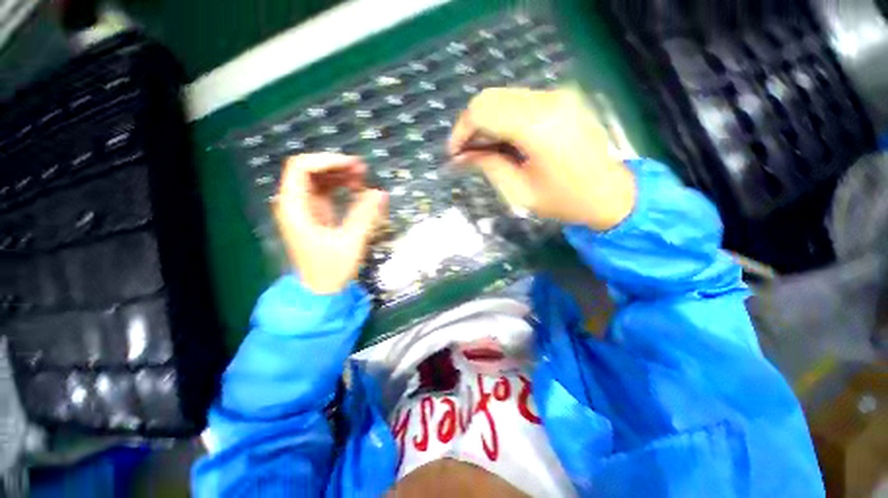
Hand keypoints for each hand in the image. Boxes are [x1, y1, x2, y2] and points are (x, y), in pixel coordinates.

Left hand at [274, 153, 387, 294]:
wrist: (321, 291)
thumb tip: (381, 192)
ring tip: (363, 178)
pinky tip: (357, 189)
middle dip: (336, 166)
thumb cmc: (332, 269)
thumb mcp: (351, 242)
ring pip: (318, 181)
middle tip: (363, 171)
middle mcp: (295, 204)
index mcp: (295, 208)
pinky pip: (325, 193)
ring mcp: (304, 209)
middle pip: (309, 171)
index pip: (301, 168)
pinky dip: (340, 188)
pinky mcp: (315, 216)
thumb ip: (366, 215)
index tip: (354, 166)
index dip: (327, 160)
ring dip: (339, 176)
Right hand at [449, 88, 635, 230]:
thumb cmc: (564, 201)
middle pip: (490, 98)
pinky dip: (502, 119)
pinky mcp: (561, 98)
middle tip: (466, 154)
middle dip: (470, 126)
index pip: (483, 110)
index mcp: (538, 126)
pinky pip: (518, 102)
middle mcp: (548, 100)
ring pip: (502, 98)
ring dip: (486, 122)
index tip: (454, 154)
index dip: (461, 130)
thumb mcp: (519, 192)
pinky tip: (502, 142)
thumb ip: (488, 166)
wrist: (610, 193)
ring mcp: (558, 95)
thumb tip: (461, 156)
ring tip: (482, 151)